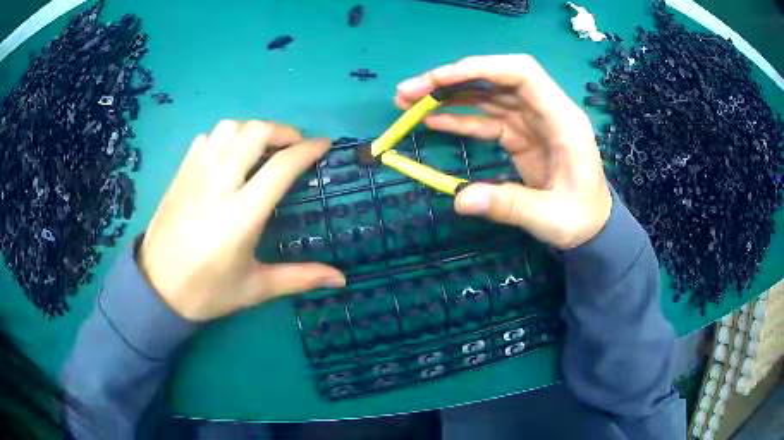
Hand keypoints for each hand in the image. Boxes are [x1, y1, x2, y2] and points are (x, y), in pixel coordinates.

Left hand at [139, 121, 345, 320]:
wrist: (156, 288)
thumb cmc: (207, 291)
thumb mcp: (255, 289)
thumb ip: (300, 278)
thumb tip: (341, 279)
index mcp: (241, 214)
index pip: (282, 166)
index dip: (308, 150)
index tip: (324, 145)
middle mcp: (218, 184)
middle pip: (255, 132)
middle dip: (283, 131)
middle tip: (294, 146)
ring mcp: (196, 174)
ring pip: (229, 128)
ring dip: (253, 131)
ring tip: (262, 149)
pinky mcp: (181, 173)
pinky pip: (207, 138)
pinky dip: (225, 138)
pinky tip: (229, 157)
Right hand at [396, 55, 611, 248]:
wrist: (592, 227)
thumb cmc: (581, 219)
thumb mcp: (551, 218)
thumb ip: (509, 206)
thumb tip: (460, 199)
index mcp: (562, 119)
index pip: (521, 73)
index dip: (481, 68)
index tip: (440, 79)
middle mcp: (545, 110)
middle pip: (496, 79)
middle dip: (452, 80)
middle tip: (408, 93)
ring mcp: (531, 122)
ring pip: (486, 95)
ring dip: (448, 96)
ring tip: (408, 103)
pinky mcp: (520, 136)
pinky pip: (486, 119)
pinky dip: (459, 119)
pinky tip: (432, 121)